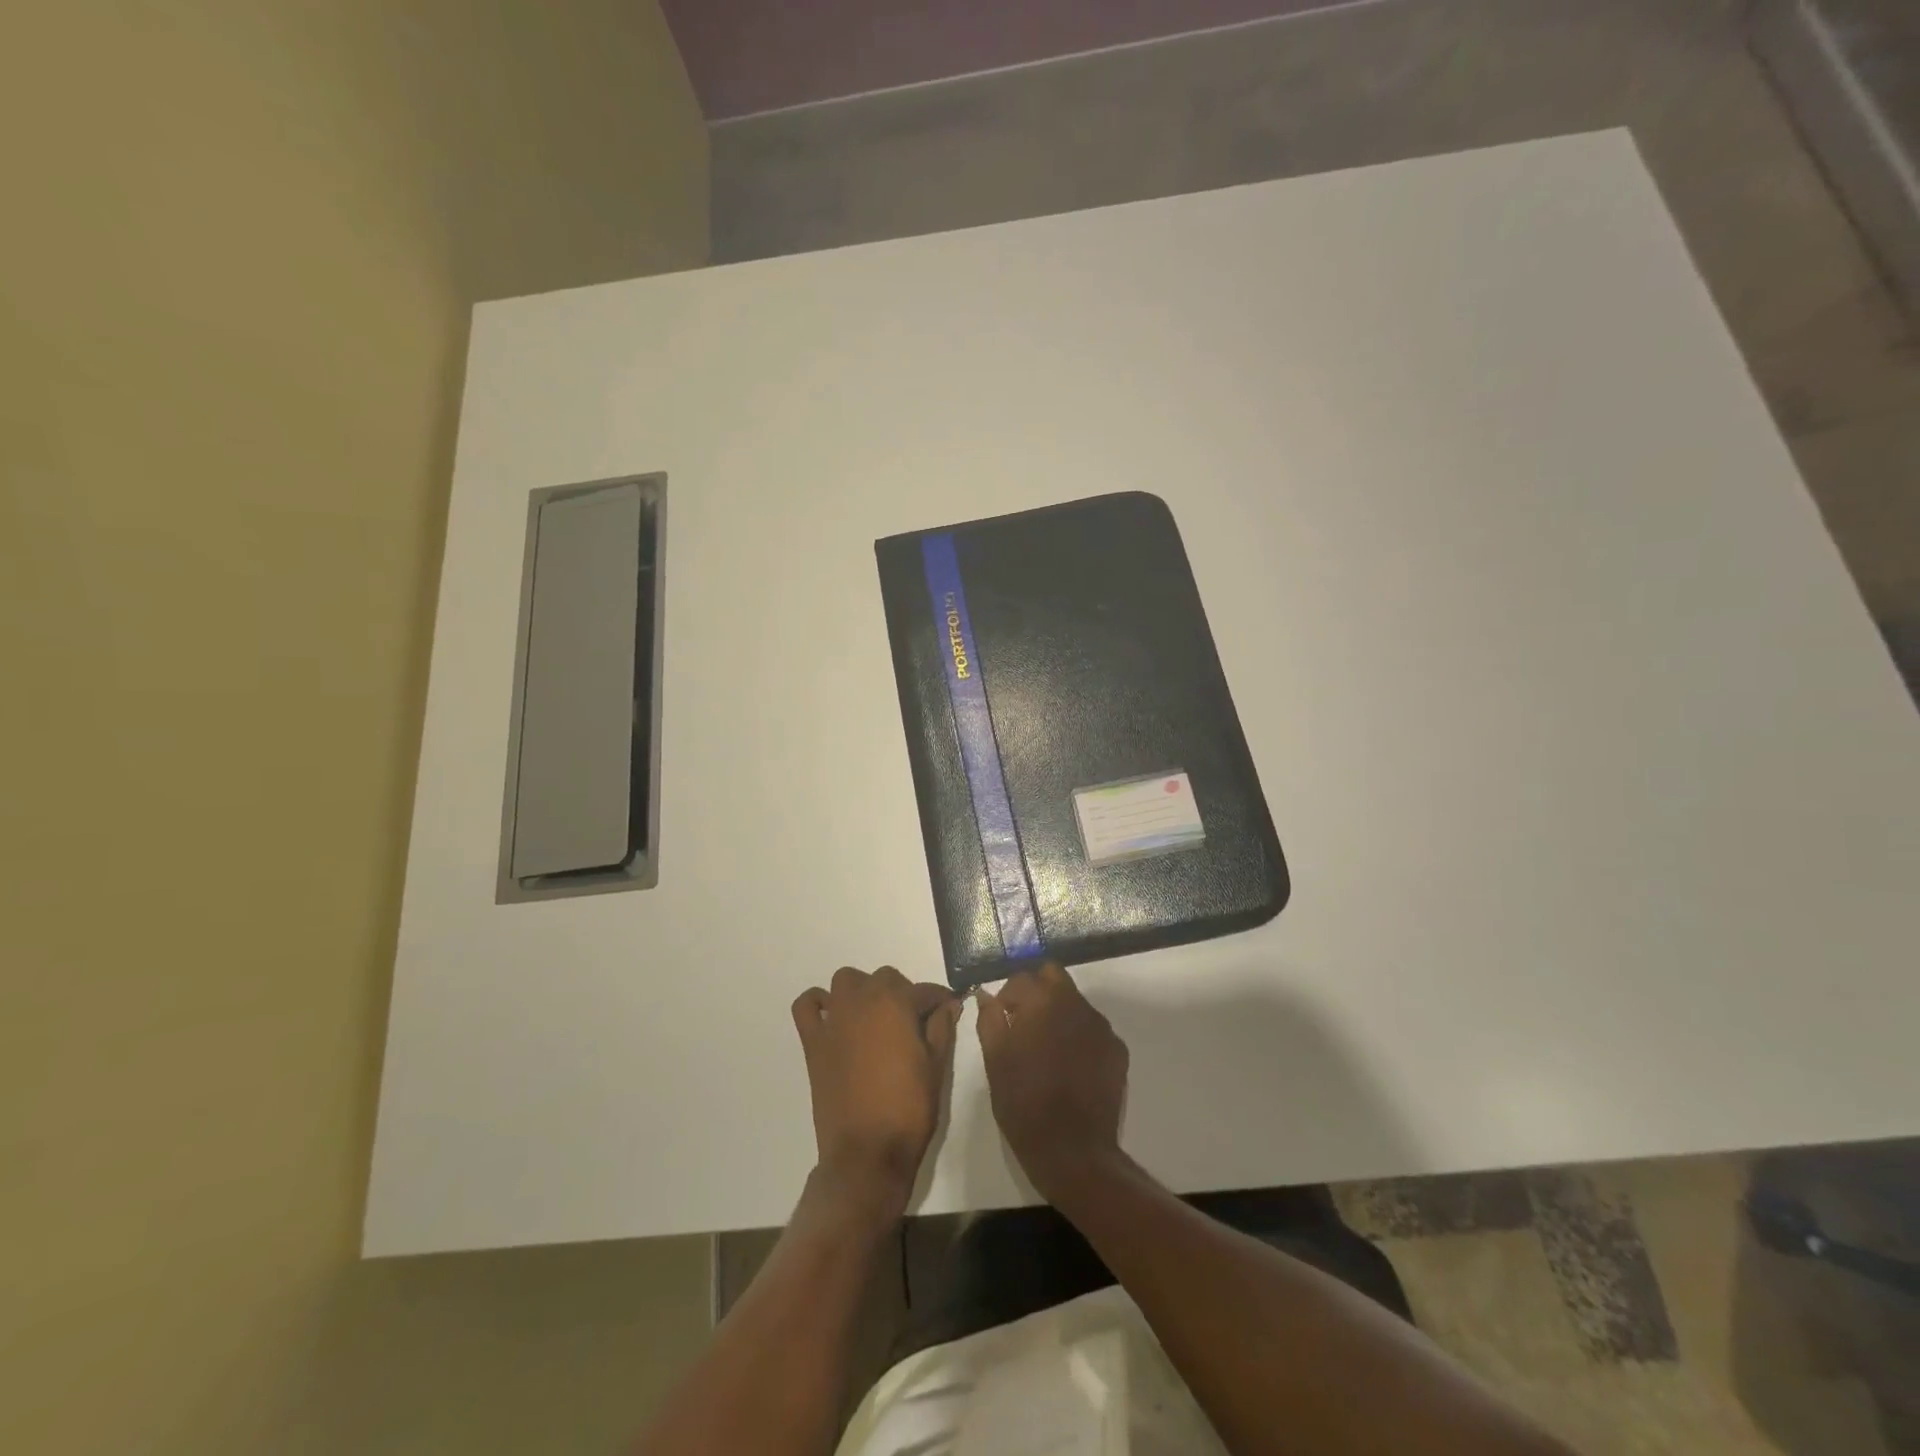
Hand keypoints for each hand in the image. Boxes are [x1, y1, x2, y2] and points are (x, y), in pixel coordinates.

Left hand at [792, 967, 960, 1209]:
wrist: (867, 1153)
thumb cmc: (909, 1109)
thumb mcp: (936, 1067)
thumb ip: (942, 1028)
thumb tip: (948, 1004)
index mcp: (895, 1004)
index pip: (923, 990)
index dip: (939, 999)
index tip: (949, 1008)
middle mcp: (862, 1001)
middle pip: (884, 978)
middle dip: (902, 992)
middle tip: (914, 1021)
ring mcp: (834, 1019)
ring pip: (846, 981)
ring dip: (862, 990)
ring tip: (876, 1017)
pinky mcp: (813, 1041)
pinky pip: (806, 1006)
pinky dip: (818, 1003)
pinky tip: (834, 1018)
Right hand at [976, 963, 1128, 1200]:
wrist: (1073, 1151)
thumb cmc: (1024, 1104)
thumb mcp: (995, 1061)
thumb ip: (990, 1020)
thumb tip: (987, 996)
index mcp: (1043, 1002)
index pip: (1022, 977)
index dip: (1007, 995)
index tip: (1001, 1017)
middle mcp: (1076, 1004)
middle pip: (1053, 976)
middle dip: (1036, 990)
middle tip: (1023, 1021)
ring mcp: (1101, 1026)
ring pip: (1075, 1001)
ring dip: (1058, 1012)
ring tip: (1047, 1047)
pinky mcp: (1117, 1049)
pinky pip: (1093, 1028)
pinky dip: (1079, 1035)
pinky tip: (1070, 1065)